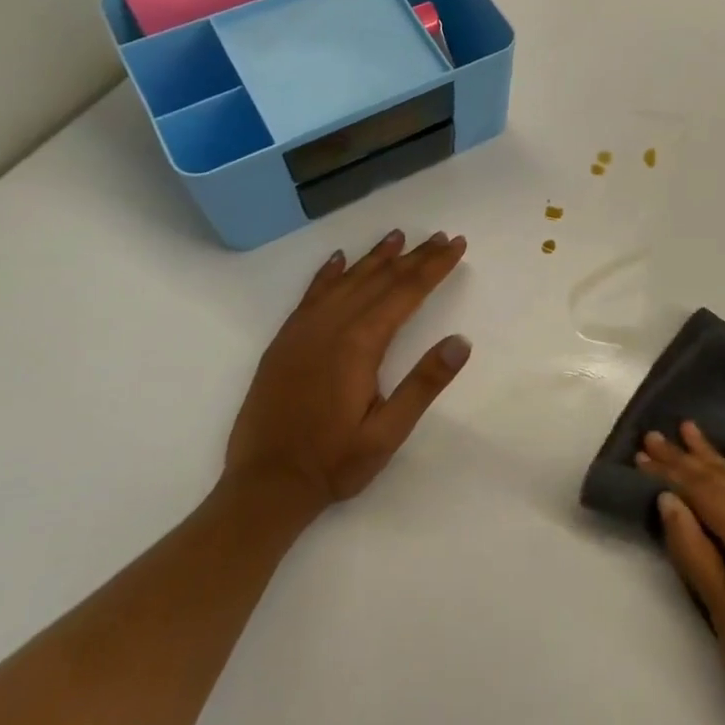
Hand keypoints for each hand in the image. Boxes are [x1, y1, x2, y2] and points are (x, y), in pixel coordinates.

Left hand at [225, 229, 471, 511]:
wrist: (263, 488)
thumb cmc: (333, 462)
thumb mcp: (388, 433)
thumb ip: (424, 385)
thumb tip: (461, 342)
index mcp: (359, 344)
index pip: (406, 292)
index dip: (434, 266)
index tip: (456, 244)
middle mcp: (330, 327)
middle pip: (380, 280)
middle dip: (413, 256)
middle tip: (440, 236)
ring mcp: (302, 332)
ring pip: (346, 281)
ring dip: (374, 258)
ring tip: (397, 236)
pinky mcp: (284, 343)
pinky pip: (310, 296)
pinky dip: (328, 274)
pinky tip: (338, 260)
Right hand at [638, 422, 724, 724]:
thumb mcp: (722, 610)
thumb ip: (694, 549)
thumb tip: (668, 500)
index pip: (703, 493)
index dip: (670, 474)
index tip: (641, 454)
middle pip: (722, 482)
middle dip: (686, 459)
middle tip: (654, 436)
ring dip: (715, 457)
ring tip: (690, 429)